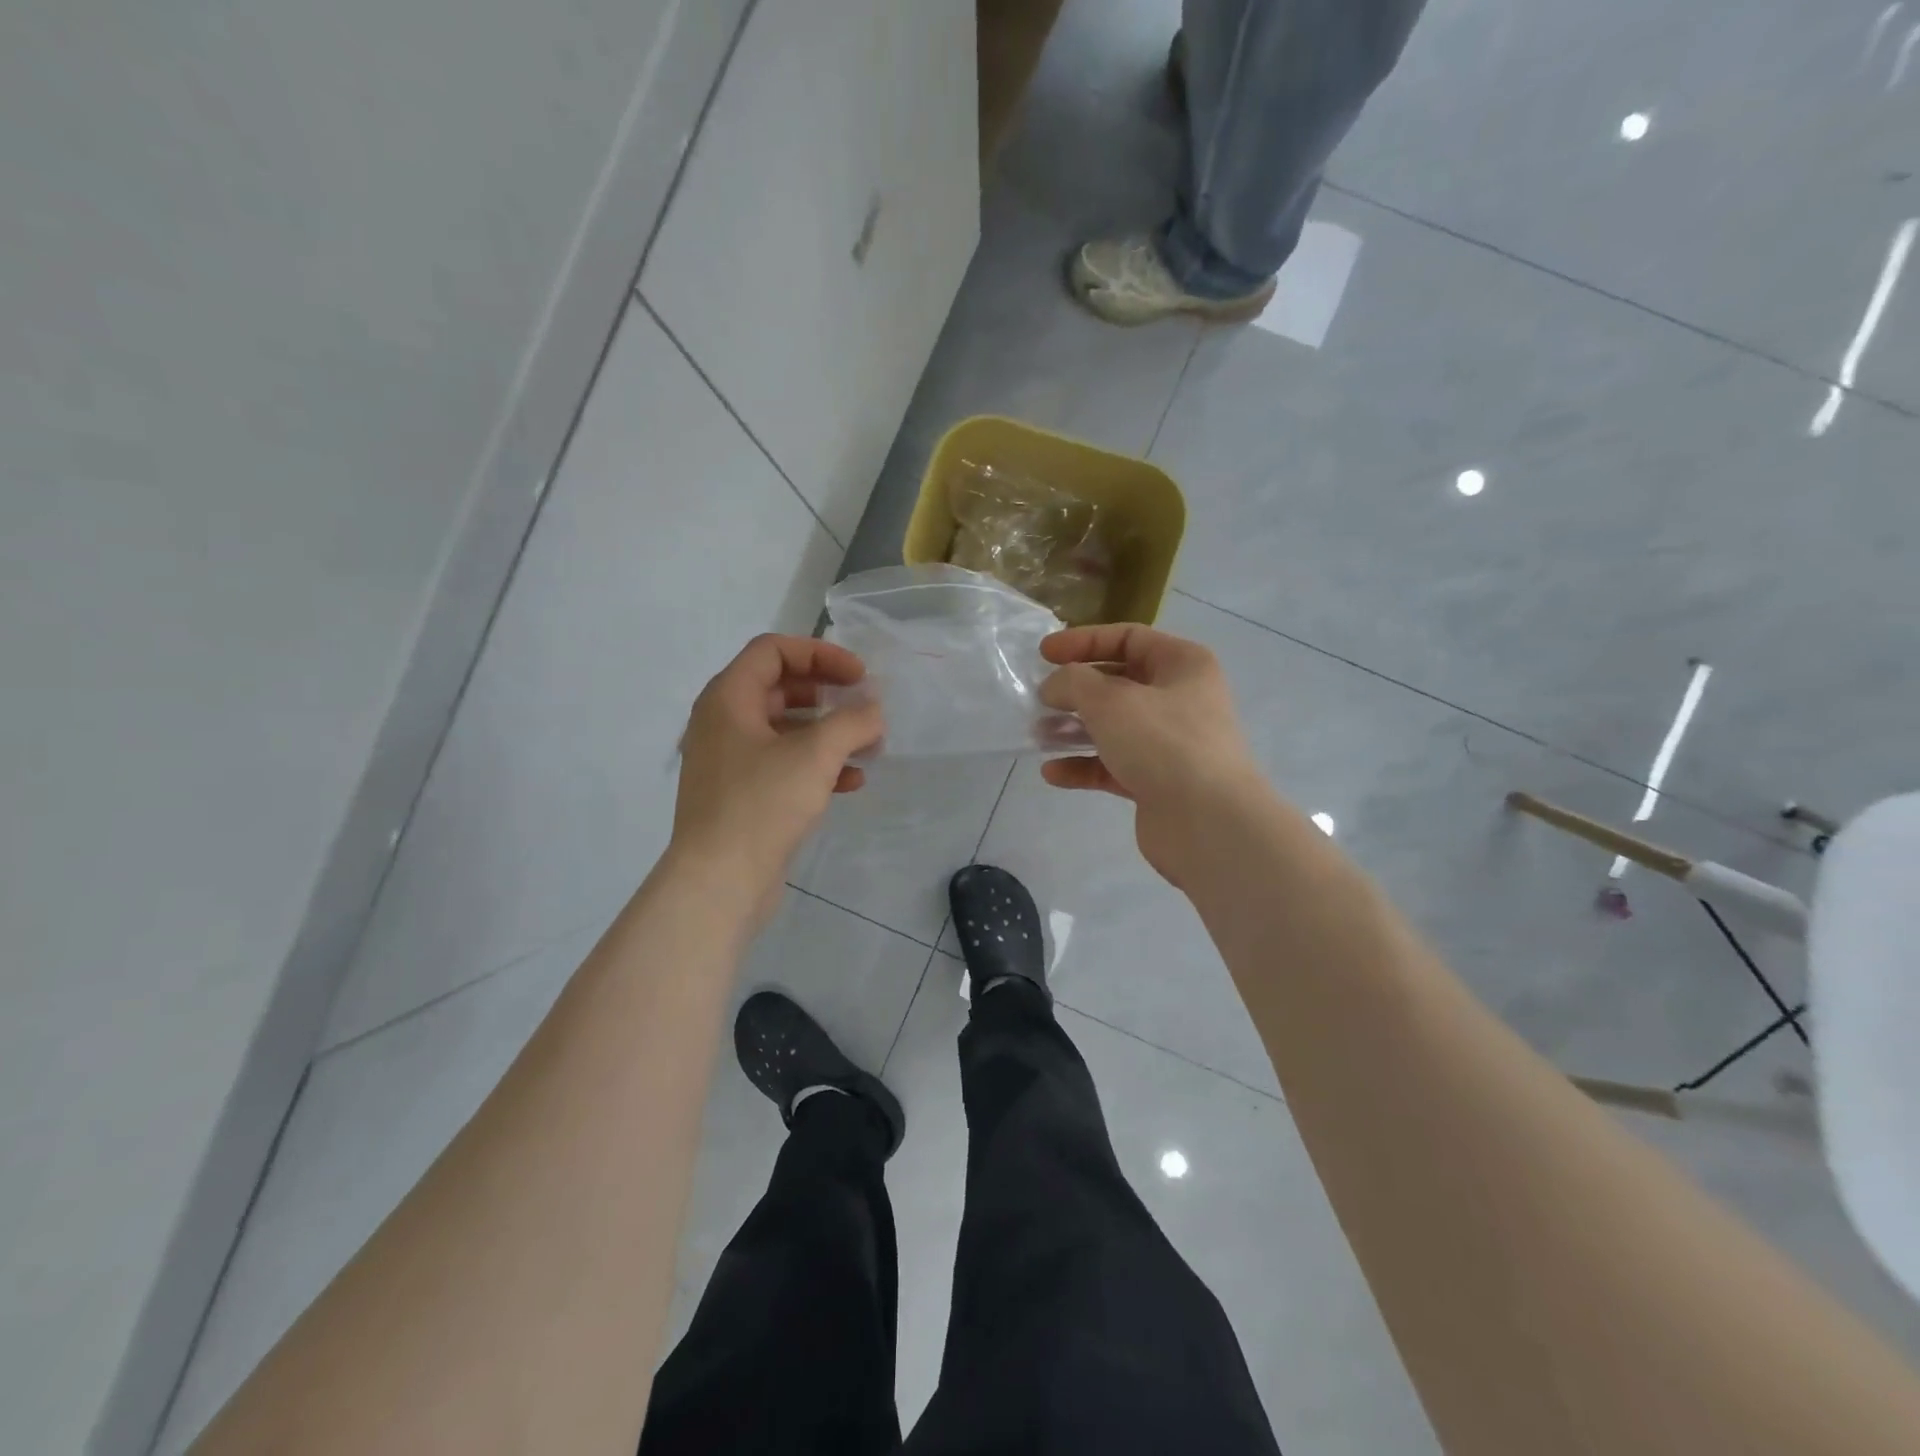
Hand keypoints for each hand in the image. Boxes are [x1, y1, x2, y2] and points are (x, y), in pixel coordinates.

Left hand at [670, 635, 883, 917]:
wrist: (718, 882)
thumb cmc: (761, 804)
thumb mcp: (815, 755)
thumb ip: (852, 722)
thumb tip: (873, 711)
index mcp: (728, 698)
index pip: (774, 650)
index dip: (821, 654)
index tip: (860, 676)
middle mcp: (723, 722)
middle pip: (781, 687)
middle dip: (828, 694)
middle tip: (864, 706)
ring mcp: (731, 761)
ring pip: (786, 730)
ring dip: (829, 733)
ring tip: (868, 746)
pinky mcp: (742, 795)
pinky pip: (783, 765)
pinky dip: (817, 766)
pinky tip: (852, 782)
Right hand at [1037, 624, 1269, 883]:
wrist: (1209, 823)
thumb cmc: (1163, 744)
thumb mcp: (1110, 700)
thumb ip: (1073, 682)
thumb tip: (1054, 686)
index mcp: (1183, 664)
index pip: (1128, 638)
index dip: (1083, 641)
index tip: (1044, 654)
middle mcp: (1181, 699)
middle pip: (1119, 683)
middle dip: (1076, 690)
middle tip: (1039, 698)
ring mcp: (1170, 744)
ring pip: (1114, 727)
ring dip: (1074, 729)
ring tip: (1039, 735)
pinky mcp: (1158, 782)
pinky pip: (1113, 765)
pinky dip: (1084, 766)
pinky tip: (1053, 773)